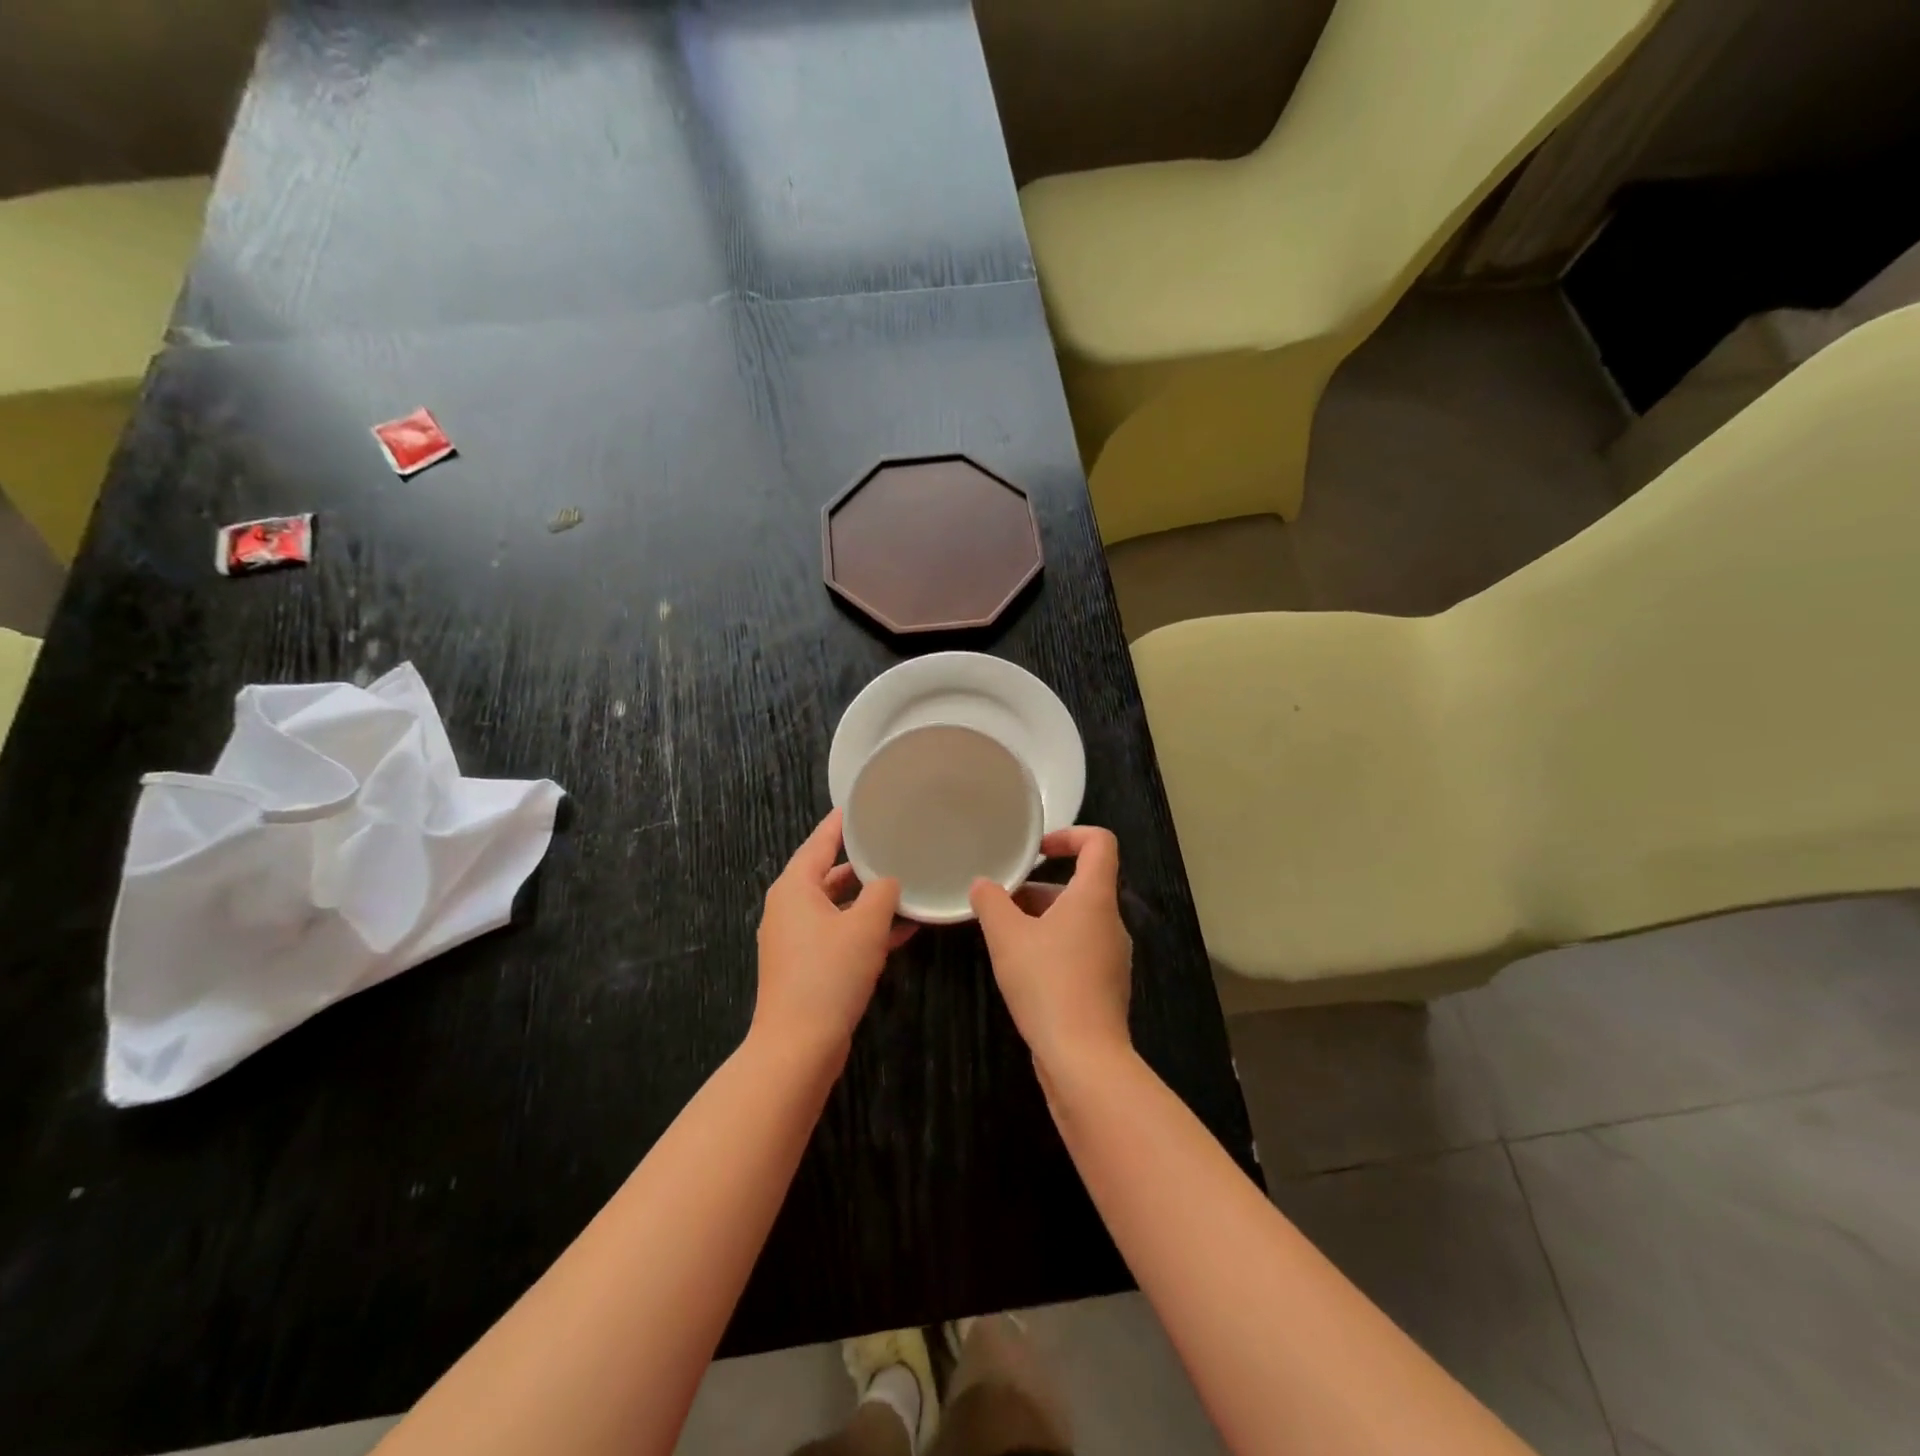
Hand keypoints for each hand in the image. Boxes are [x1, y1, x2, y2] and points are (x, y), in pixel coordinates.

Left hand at [754, 809, 914, 1056]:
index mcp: (795, 888)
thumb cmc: (829, 974)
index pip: (819, 842)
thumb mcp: (865, 926)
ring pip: (836, 907)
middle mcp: (789, 908)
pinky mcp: (806, 967)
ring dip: (867, 900)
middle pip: (827, 874)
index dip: (840, 824)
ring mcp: (795, 940)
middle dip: (860, 864)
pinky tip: (901, 930)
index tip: (860, 806)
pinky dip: (863, 930)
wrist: (798, 1046)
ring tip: (904, 885)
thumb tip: (888, 882)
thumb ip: (882, 894)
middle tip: (891, 845)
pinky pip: (838, 935)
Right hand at [970, 826, 1132, 1078]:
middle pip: (1082, 885)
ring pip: (1078, 921)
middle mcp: (1111, 922)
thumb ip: (991, 902)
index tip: (1037, 851)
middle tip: (1002, 904)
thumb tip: (982, 885)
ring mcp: (1113, 956)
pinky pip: (1080, 950)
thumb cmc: (1047, 984)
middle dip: (1039, 888)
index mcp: (1095, 898)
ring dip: (1042, 920)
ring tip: (1004, 938)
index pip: (1100, 843)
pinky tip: (1024, 972)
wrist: (1084, 1059)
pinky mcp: (1107, 986)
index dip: (1070, 835)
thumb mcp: (1006, 937)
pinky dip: (1053, 948)